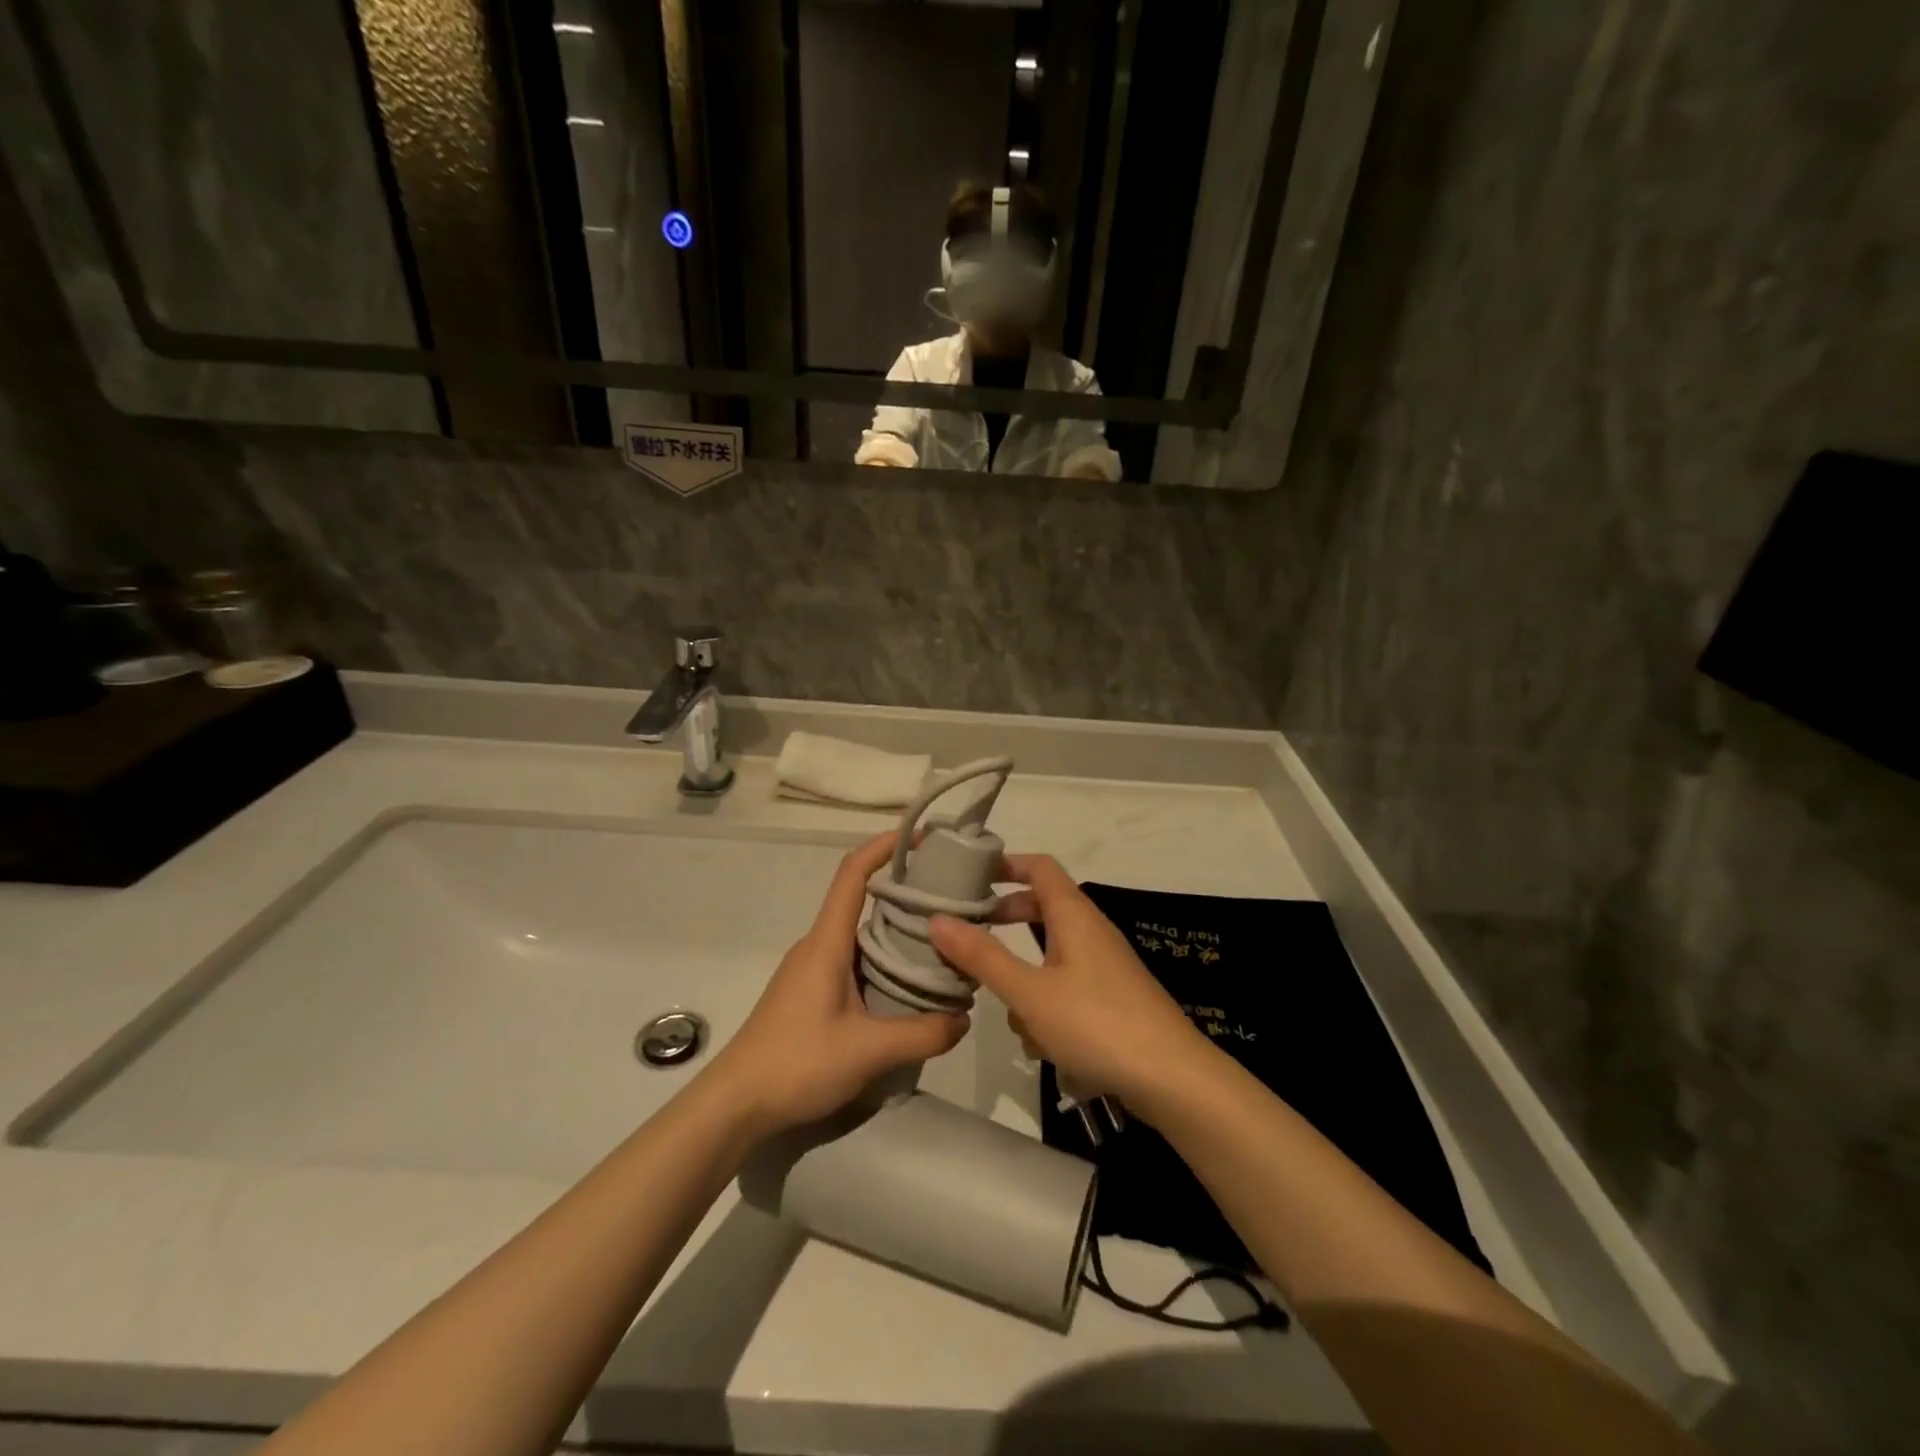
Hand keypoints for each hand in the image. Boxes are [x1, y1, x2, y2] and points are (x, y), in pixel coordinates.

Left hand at [704, 832, 968, 1138]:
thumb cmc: (796, 1063)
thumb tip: (964, 1018)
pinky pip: (853, 962)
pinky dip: (884, 962)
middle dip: (905, 892)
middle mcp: (818, 946)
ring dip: (897, 932)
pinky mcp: (810, 994)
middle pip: (862, 901)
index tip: (923, 838)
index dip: (884, 846)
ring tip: (942, 944)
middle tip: (952, 900)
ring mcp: (811, 970)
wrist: (735, 1104)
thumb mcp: (868, 1051)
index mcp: (827, 942)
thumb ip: (922, 1033)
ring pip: (860, 936)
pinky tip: (908, 989)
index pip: (852, 874)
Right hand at [927, 855, 1215, 1111]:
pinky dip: (1047, 1007)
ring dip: (1025, 981)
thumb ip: (982, 956)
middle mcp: (1090, 932)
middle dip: (1004, 923)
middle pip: (1040, 909)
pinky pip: (1065, 989)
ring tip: (1011, 1014)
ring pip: (1048, 958)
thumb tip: (937, 919)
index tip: (968, 875)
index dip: (1005, 864)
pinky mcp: (1110, 999)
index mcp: (1074, 915)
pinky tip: (1043, 1045)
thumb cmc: (1097, 1024)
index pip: (1039, 867)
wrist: (1173, 1079)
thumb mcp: (1029, 993)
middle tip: (967, 936)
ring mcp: (1103, 967)